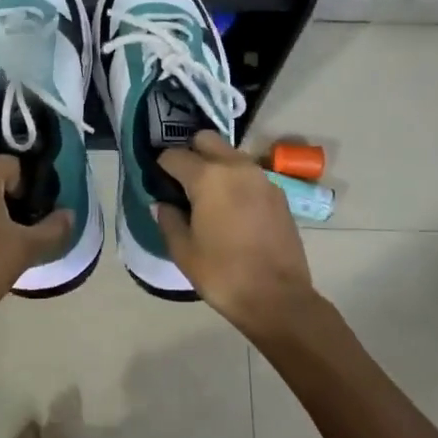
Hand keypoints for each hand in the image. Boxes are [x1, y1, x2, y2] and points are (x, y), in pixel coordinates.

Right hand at [156, 132, 318, 340]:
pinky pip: (249, 174)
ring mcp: (262, 177)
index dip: (161, 168)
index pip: (174, 155)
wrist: (278, 298)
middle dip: (190, 154)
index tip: (158, 184)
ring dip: (215, 166)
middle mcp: (236, 167)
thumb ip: (168, 219)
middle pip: (206, 140)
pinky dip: (236, 181)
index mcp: (208, 177)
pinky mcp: (278, 193)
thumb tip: (165, 204)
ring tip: (208, 198)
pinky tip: (232, 210)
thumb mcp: (183, 251)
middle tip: (182, 184)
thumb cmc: (223, 274)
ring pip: (230, 155)